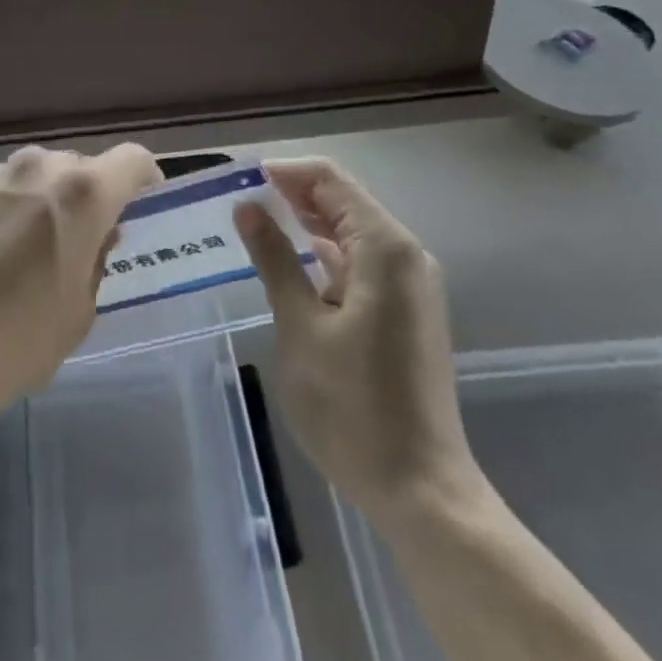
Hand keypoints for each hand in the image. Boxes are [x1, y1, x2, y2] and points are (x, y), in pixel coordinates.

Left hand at [0, 144, 162, 438]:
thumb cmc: (12, 345)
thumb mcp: (78, 313)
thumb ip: (96, 261)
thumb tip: (95, 236)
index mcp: (81, 193)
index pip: (132, 159)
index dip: (144, 180)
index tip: (140, 208)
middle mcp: (36, 168)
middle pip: (79, 166)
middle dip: (88, 196)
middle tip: (79, 240)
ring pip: (32, 176)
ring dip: (41, 200)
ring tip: (24, 249)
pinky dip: (0, 209)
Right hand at [235, 158, 483, 519]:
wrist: (421, 489)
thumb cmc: (353, 407)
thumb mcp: (301, 327)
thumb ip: (275, 259)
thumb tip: (248, 207)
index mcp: (384, 247)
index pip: (331, 180)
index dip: (286, 172)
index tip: (241, 179)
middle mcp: (405, 253)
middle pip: (345, 200)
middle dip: (294, 194)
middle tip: (241, 200)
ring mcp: (410, 283)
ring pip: (353, 231)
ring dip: (308, 223)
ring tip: (257, 223)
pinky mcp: (407, 310)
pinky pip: (362, 261)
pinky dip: (326, 253)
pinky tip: (294, 262)